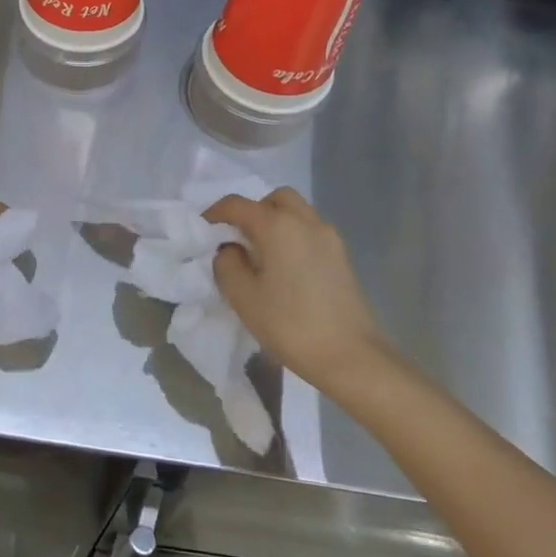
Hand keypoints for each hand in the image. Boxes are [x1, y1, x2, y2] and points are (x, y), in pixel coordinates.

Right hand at [206, 188, 388, 392]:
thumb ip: (227, 264)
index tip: (204, 229)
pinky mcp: (342, 257)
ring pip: (297, 211)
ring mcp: (329, 237)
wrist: (352, 357)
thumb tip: (230, 249)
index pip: (237, 204)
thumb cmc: (290, 324)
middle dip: (253, 210)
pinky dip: (294, 236)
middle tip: (240, 237)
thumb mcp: (243, 297)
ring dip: (276, 221)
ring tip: (263, 253)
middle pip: (275, 199)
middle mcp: (305, 221)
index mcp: (277, 225)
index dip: (216, 213)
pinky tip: (287, 267)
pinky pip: (311, 231)